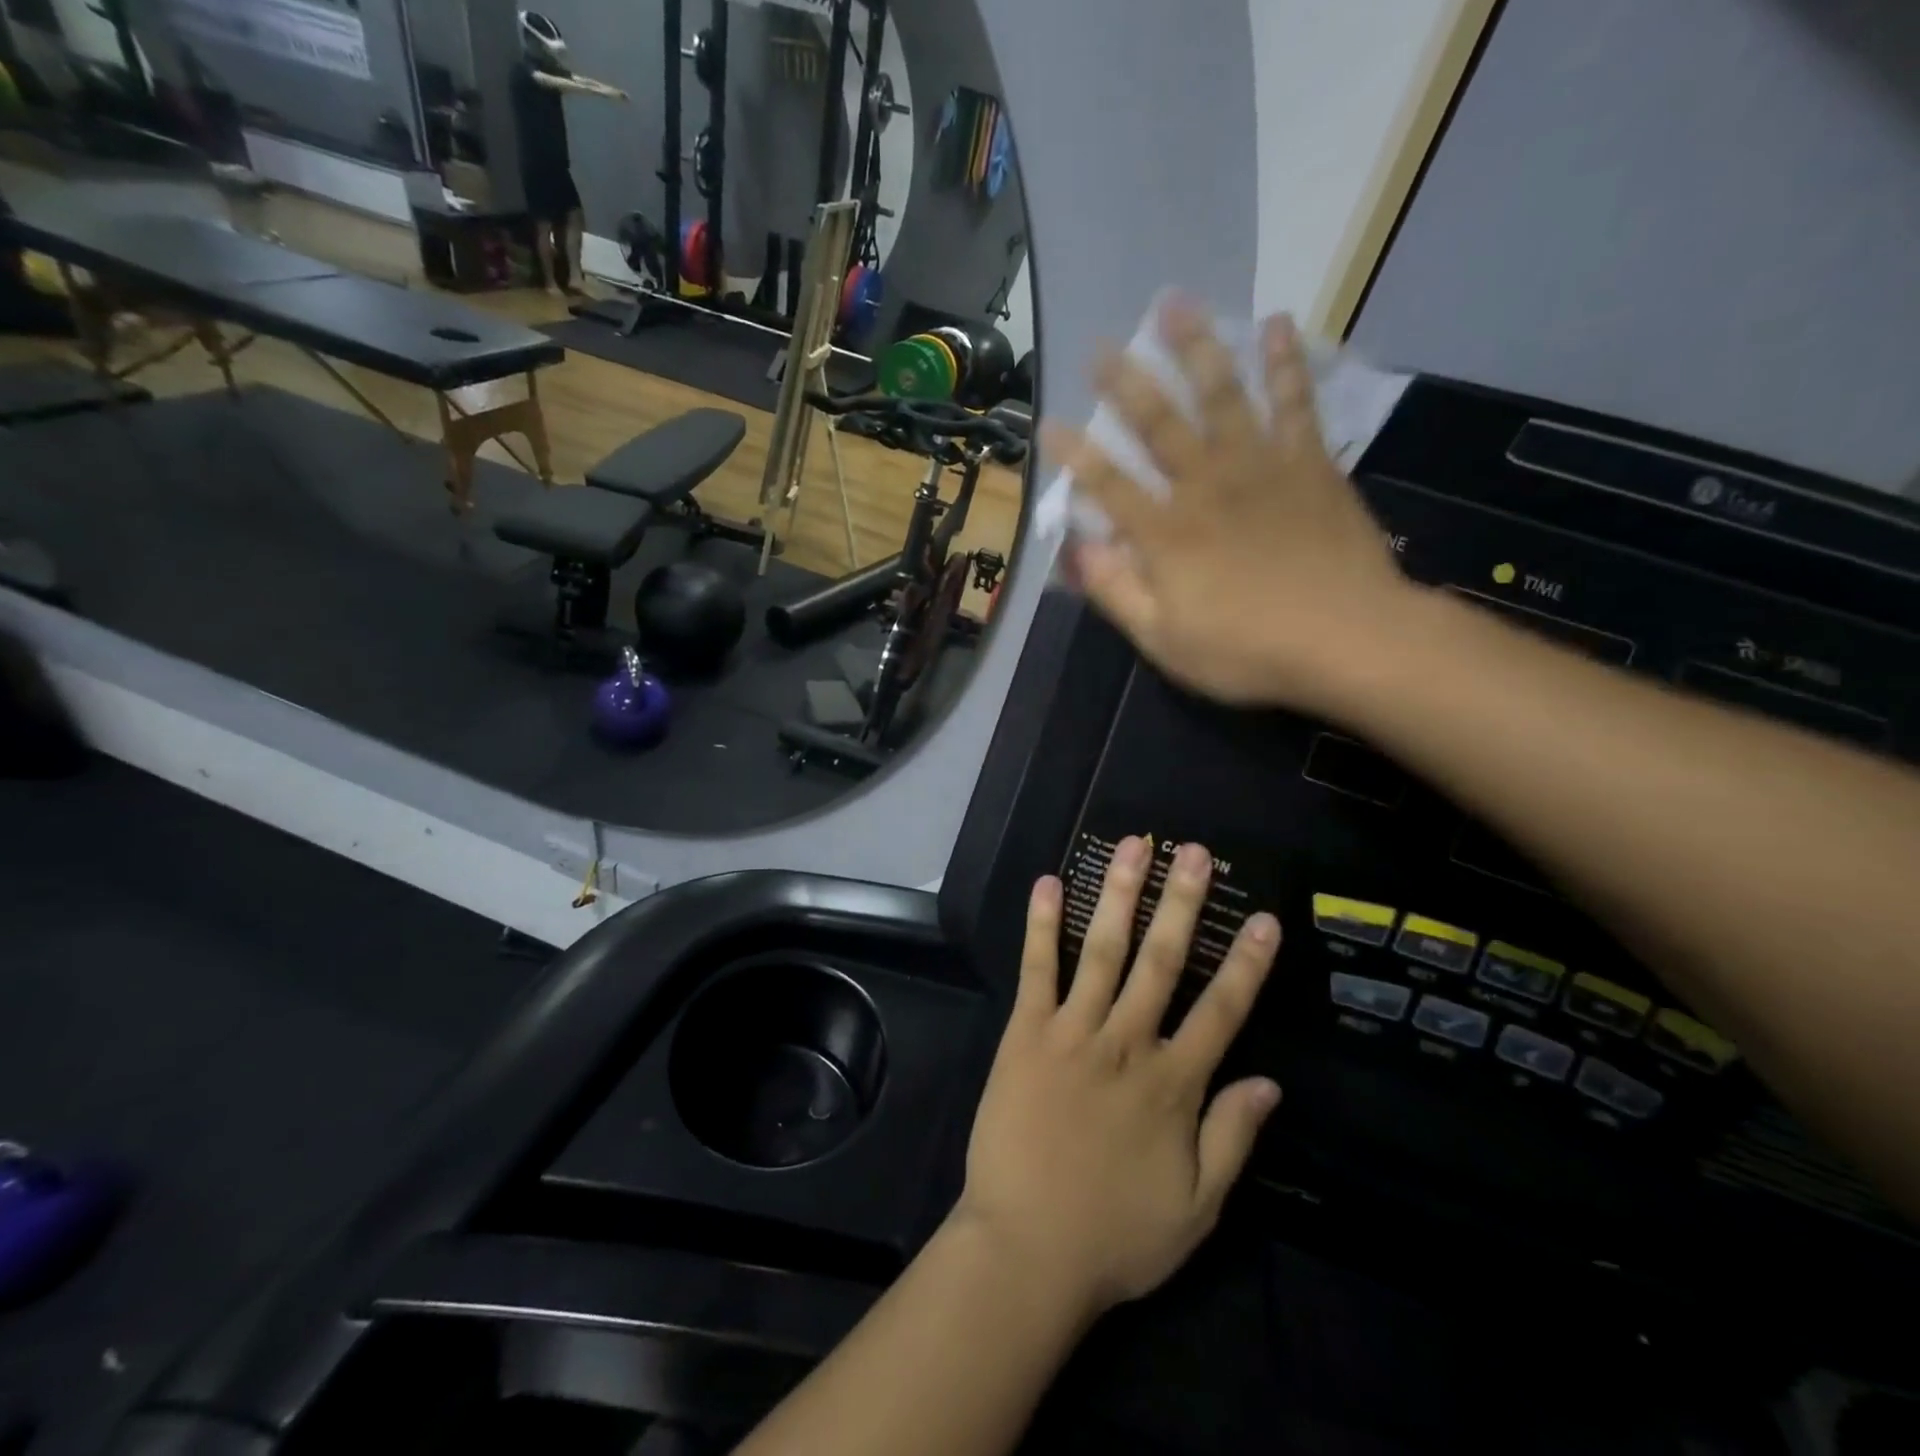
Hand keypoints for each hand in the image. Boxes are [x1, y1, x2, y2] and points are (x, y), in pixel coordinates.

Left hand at [952, 837, 1282, 1319]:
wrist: (1026, 1249)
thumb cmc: (1115, 1235)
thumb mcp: (1197, 1208)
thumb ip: (1233, 1139)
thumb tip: (1271, 1082)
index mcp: (1173, 1084)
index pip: (1222, 1011)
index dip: (1246, 963)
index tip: (1263, 917)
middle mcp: (1127, 1043)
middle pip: (1162, 961)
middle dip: (1182, 902)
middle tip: (1194, 852)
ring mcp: (1072, 1032)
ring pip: (1103, 950)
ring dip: (1121, 895)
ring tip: (1133, 846)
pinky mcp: (1026, 1033)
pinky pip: (1037, 969)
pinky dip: (1043, 925)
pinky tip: (1049, 884)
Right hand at [1047, 297, 1421, 713]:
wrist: (1349, 640)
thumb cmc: (1247, 650)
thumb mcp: (1164, 640)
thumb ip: (1117, 591)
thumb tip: (1077, 550)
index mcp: (1166, 533)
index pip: (1108, 485)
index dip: (1076, 456)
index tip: (1048, 424)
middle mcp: (1206, 486)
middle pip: (1158, 425)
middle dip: (1126, 384)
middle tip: (1100, 346)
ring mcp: (1261, 468)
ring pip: (1221, 396)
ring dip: (1195, 349)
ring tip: (1174, 304)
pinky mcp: (1310, 464)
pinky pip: (1295, 403)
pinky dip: (1284, 364)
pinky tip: (1276, 324)